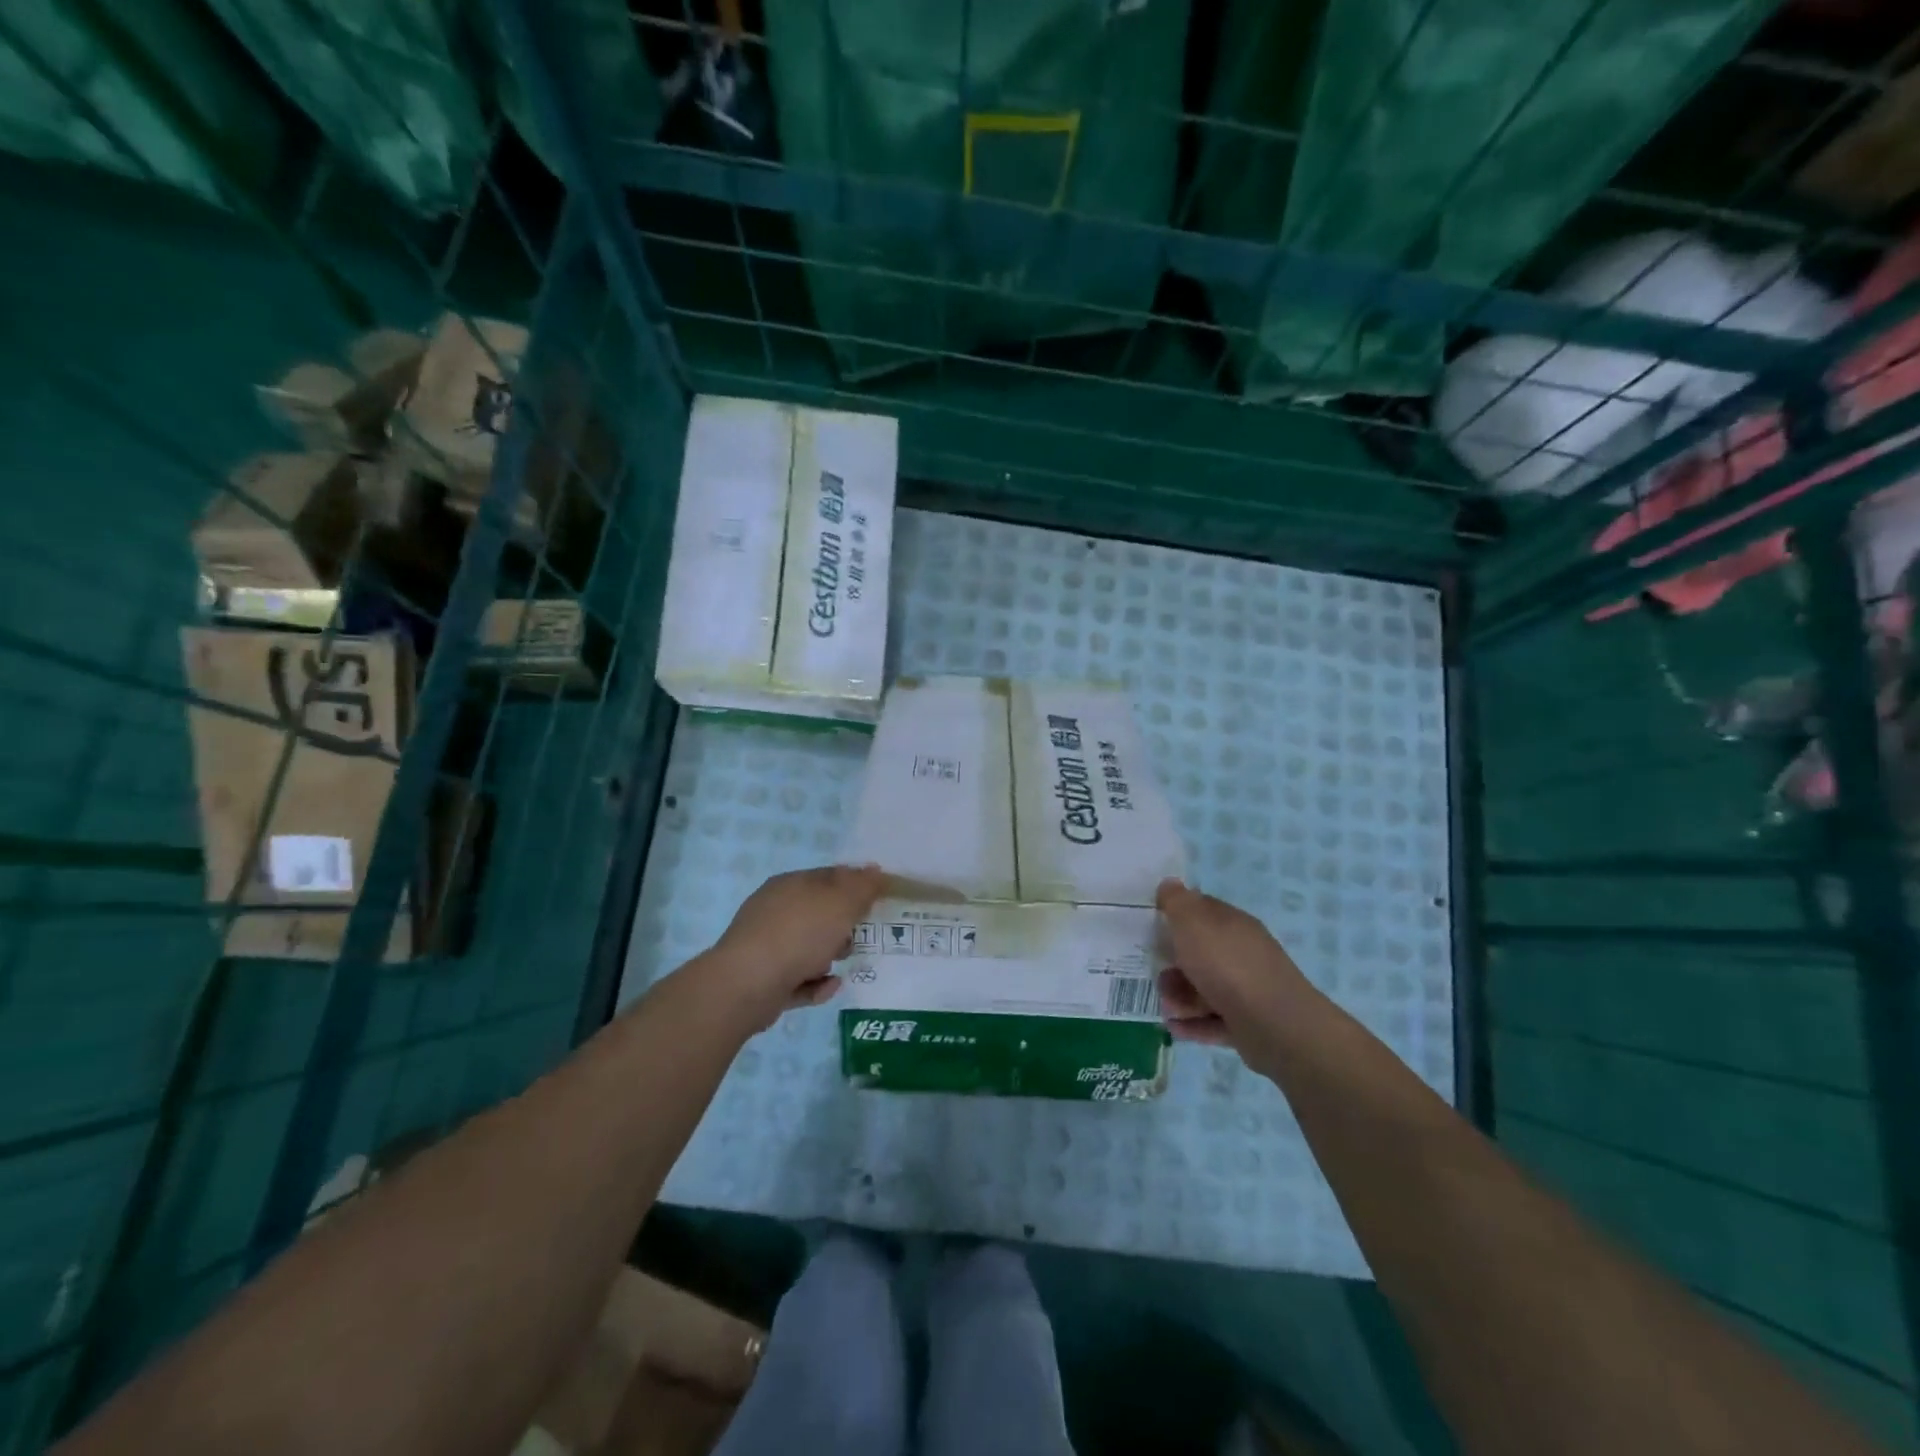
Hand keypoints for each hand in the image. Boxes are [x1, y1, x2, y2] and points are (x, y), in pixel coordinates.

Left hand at [706, 864, 883, 1027]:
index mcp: (791, 884)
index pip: (830, 877)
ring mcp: (766, 945)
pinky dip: (816, 983)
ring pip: (808, 947)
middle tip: (858, 937)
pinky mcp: (764, 979)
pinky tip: (830, 987)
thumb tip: (875, 871)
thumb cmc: (800, 933)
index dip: (855, 886)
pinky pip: (798, 979)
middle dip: (843, 926)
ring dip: (829, 956)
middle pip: (819, 914)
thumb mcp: (841, 902)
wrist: (748, 984)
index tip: (877, 902)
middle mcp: (775, 910)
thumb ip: (863, 887)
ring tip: (841, 965)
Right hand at [1156, 878, 1315, 1052]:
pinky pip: (1212, 1020)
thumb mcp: (1192, 923)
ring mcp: (1247, 990)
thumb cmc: (1227, 965)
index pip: (1203, 910)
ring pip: (1205, 988)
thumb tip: (1169, 883)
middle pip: (1201, 953)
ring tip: (1168, 1006)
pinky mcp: (1247, 1024)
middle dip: (1174, 963)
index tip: (1153, 924)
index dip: (1177, 914)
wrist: (1274, 1024)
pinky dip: (1192, 1023)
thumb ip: (1177, 902)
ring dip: (1180, 996)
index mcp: (1233, 924)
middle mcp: (1243, 953)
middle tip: (1158, 973)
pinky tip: (1174, 1026)